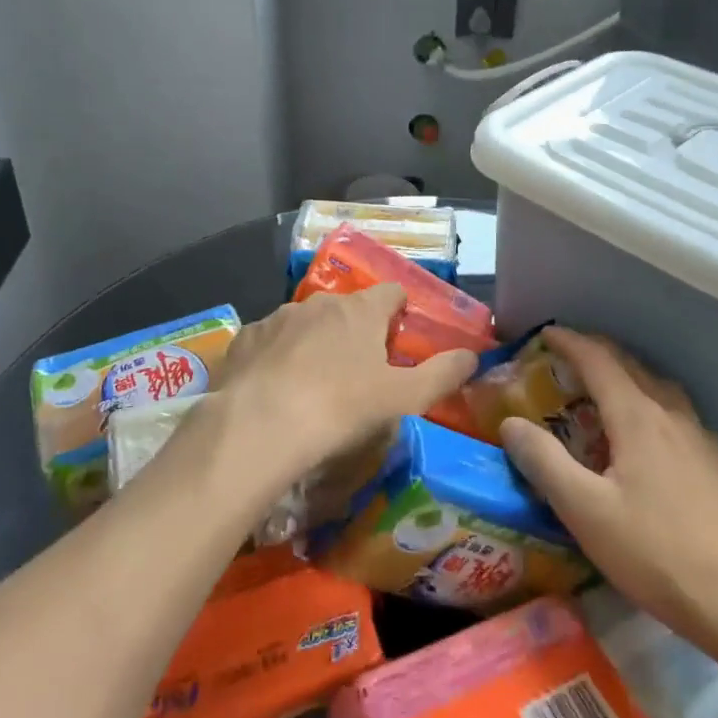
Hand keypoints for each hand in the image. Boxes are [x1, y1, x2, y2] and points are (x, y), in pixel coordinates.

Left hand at [218, 285, 475, 488]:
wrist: (258, 425)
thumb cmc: (340, 407)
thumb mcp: (403, 397)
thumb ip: (442, 374)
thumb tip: (472, 356)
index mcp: (361, 310)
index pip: (391, 293)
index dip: (399, 313)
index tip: (398, 340)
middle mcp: (320, 303)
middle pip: (347, 309)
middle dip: (355, 331)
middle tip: (359, 373)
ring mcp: (277, 317)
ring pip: (306, 323)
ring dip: (315, 343)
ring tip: (313, 386)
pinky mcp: (245, 338)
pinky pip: (270, 341)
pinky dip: (278, 357)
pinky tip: (275, 390)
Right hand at [500, 327, 717, 644]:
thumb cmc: (655, 553)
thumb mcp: (585, 511)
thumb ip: (544, 462)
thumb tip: (510, 423)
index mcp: (638, 417)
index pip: (599, 360)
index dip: (570, 342)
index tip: (545, 333)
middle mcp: (671, 415)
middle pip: (631, 365)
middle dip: (596, 352)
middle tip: (564, 356)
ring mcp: (698, 437)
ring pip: (656, 385)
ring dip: (624, 373)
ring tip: (601, 387)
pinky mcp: (712, 463)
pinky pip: (673, 410)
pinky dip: (646, 399)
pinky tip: (644, 431)